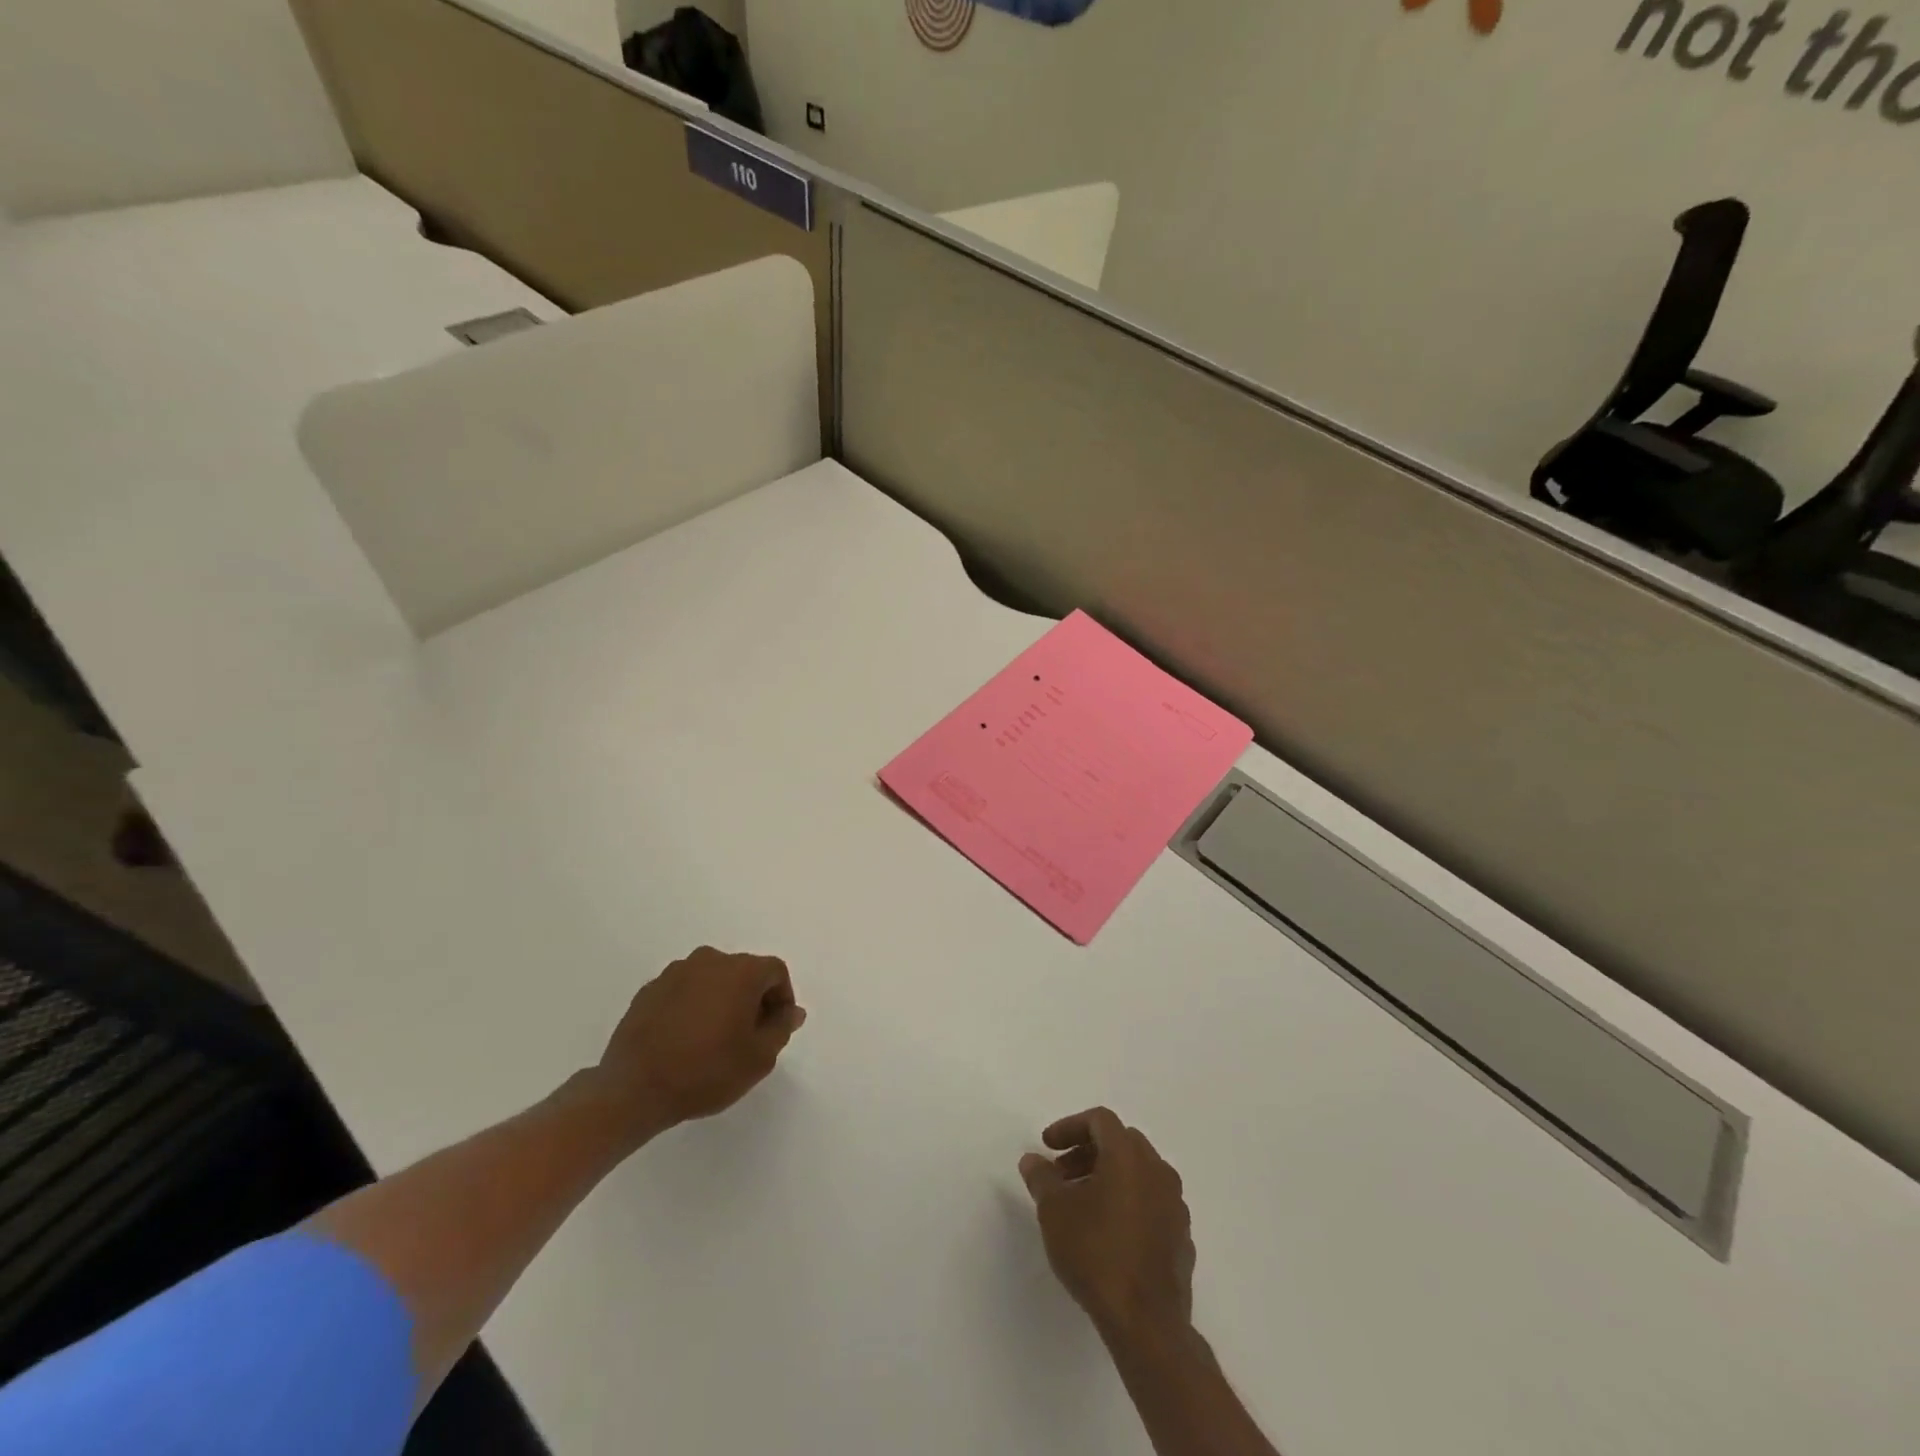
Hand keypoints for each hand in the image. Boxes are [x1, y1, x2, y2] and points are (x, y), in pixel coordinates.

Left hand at [592, 947, 805, 1141]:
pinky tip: (685, 1040)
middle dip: (752, 999)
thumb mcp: (759, 1058)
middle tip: (748, 1037)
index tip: (775, 1029)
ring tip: (714, 1040)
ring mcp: (675, 973)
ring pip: (712, 980)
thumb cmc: (706, 1071)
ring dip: (721, 1001)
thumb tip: (791, 1011)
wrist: (633, 1089)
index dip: (782, 998)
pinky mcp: (649, 990)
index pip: (775, 971)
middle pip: (744, 972)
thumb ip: (781, 1028)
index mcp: (741, 971)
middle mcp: (709, 960)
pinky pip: (684, 991)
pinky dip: (693, 1007)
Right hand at [1019, 1108, 1195, 1340]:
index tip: (1047, 1147)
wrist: (1147, 1323)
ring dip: (1108, 1176)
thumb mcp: (1054, 1212)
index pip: (1100, 1120)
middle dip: (1087, 1151)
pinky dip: (1128, 1201)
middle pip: (1121, 1142)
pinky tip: (1109, 1231)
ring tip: (1082, 1204)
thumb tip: (1032, 1159)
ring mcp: (1175, 1204)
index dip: (1069, 1126)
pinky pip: (1151, 1202)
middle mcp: (1157, 1170)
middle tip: (1062, 1174)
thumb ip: (1041, 1178)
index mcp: (1128, 1155)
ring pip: (1139, 1172)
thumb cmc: (1096, 1254)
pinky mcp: (1182, 1236)